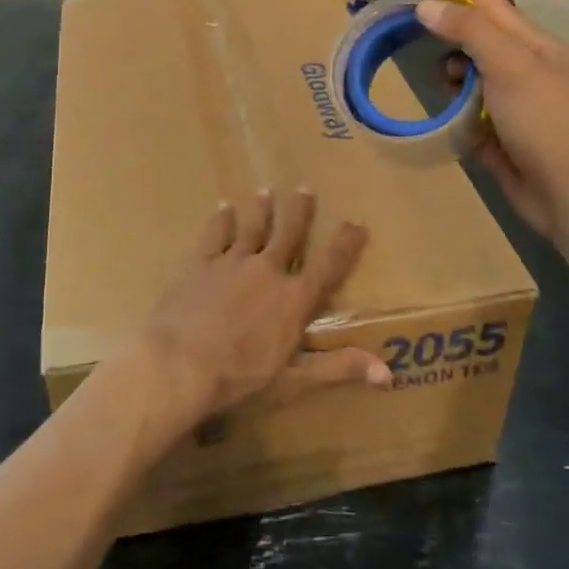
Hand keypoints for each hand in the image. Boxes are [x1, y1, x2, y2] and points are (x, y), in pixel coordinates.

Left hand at [138, 190, 390, 426]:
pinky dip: (221, 220)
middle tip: (304, 188)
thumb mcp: (294, 380)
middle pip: (288, 234)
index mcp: (293, 299)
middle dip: (299, 211)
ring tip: (266, 192)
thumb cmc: (240, 378)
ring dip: (261, 210)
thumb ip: (339, 369)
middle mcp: (267, 271)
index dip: (345, 244)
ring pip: (252, 228)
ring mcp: (232, 263)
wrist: (179, 365)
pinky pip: (214, 235)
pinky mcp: (201, 264)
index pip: (328, 266)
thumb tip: (388, 373)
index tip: (357, 223)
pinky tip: (223, 207)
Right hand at [417, 0, 568, 242]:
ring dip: (454, 79)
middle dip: (451, 37)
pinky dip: (457, 114)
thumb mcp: (509, 65)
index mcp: (537, 46)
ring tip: (443, 87)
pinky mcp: (503, 139)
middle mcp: (527, 72)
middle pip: (479, 42)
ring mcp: (516, 107)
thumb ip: (469, 31)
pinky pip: (470, 116)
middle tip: (415, 34)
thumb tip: (426, 6)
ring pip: (472, 80)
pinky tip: (445, 118)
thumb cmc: (546, 121)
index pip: (490, 6)